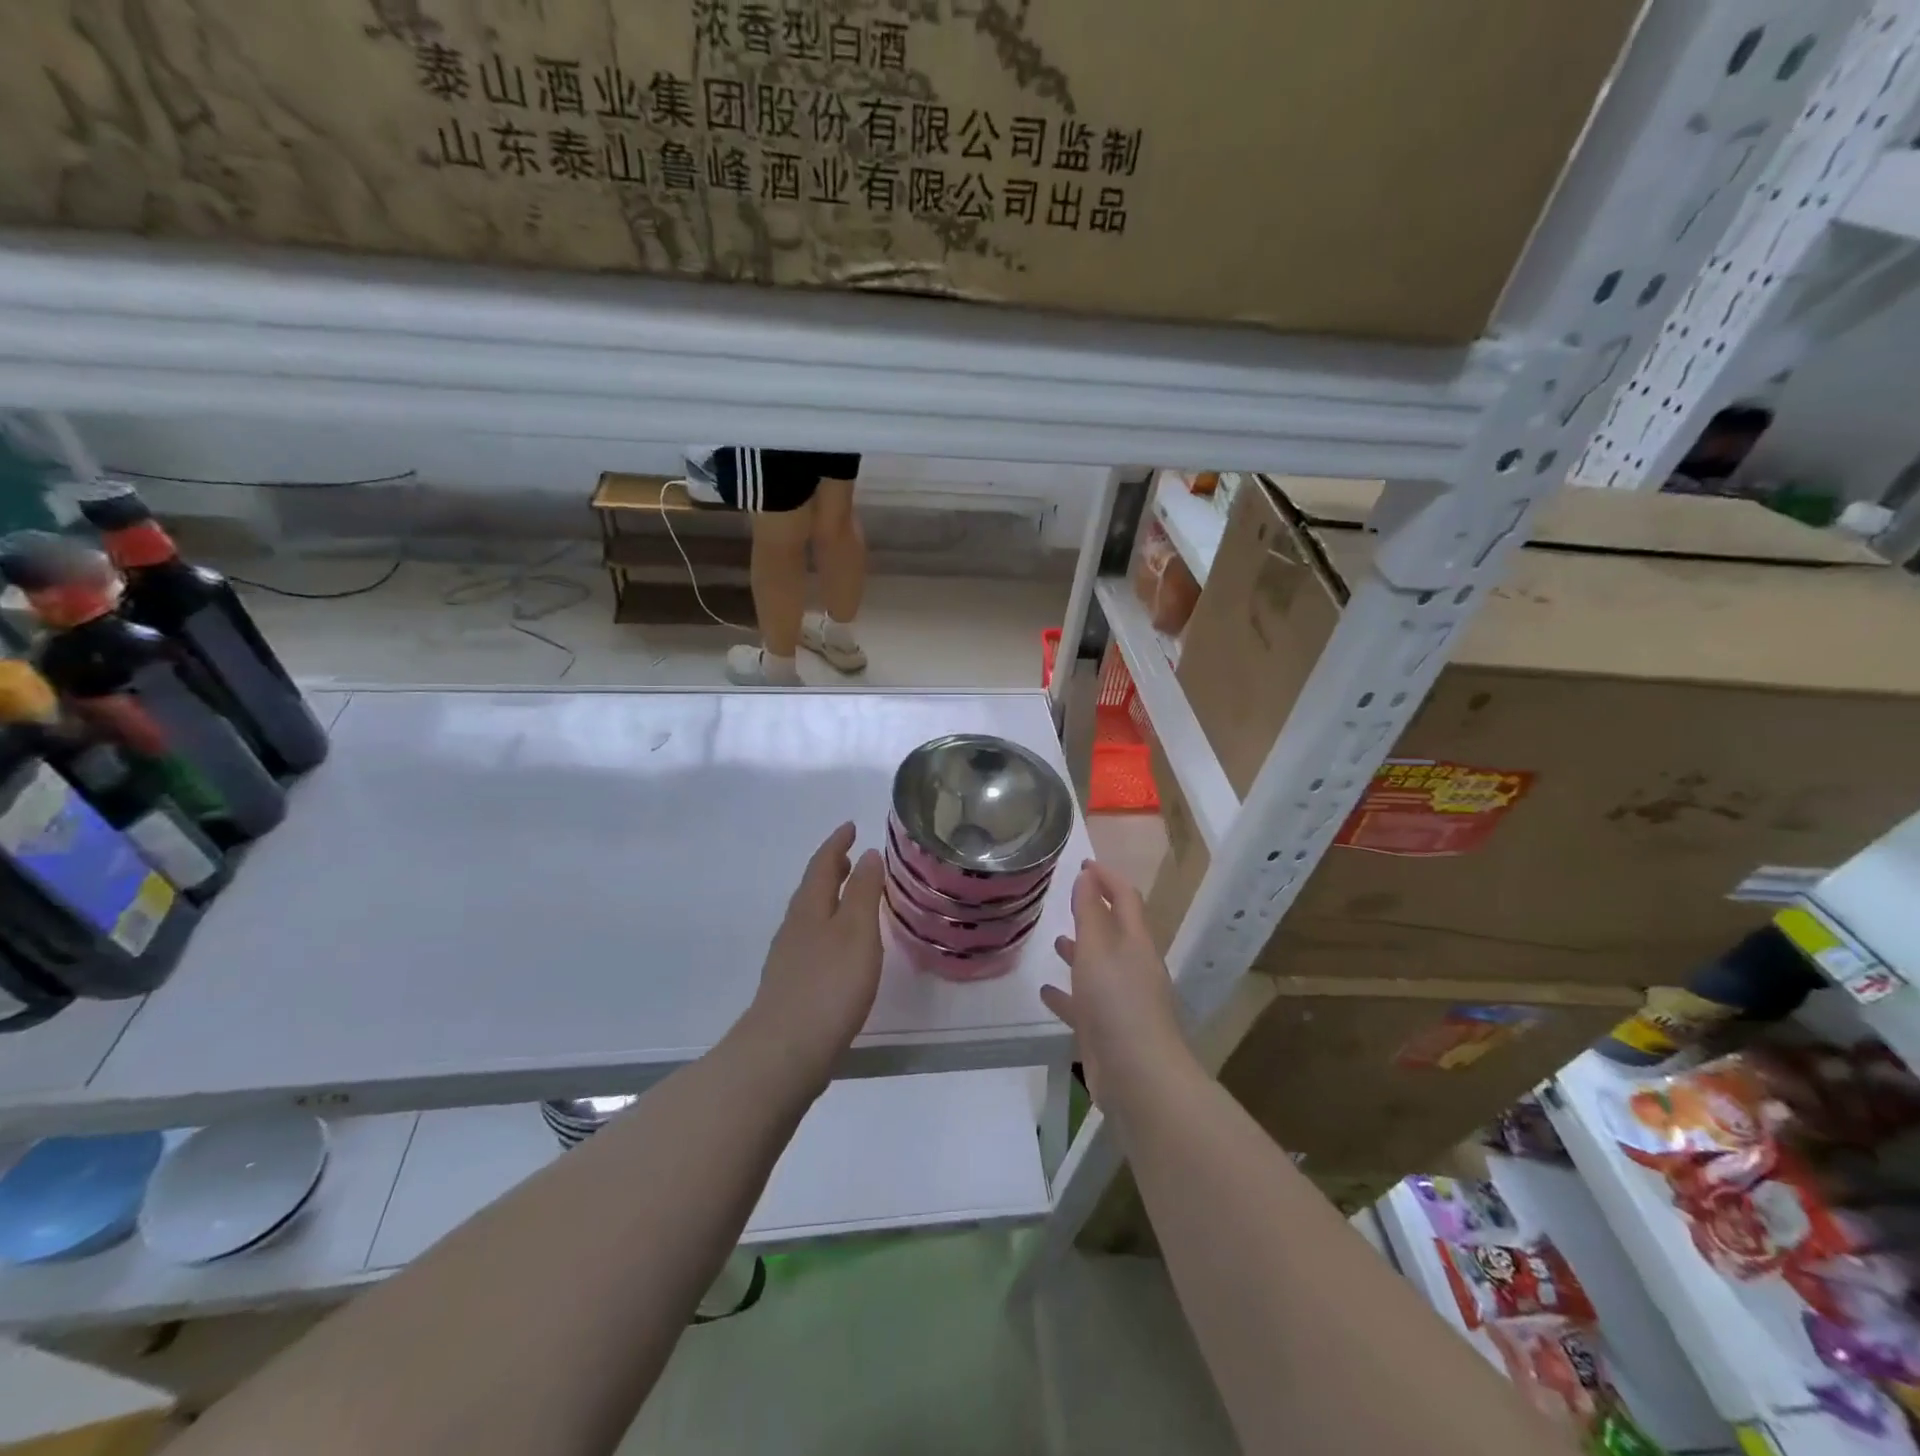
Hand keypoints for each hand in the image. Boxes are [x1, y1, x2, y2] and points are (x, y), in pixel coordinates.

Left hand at [739, 822, 884, 1086]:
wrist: (784, 1053)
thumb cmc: (828, 986)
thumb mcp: (856, 932)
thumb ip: (862, 892)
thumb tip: (867, 853)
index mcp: (810, 908)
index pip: (822, 864)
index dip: (836, 843)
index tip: (850, 826)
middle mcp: (795, 928)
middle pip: (812, 888)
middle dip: (831, 869)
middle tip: (850, 856)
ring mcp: (789, 959)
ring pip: (811, 916)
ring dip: (829, 898)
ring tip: (850, 896)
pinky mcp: (792, 987)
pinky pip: (812, 941)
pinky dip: (828, 928)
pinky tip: (840, 948)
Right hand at [1040, 860, 1186, 1107]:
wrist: (1139, 1077)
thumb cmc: (1118, 1003)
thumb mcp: (1098, 949)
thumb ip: (1090, 912)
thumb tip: (1087, 876)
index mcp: (1135, 943)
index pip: (1126, 898)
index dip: (1108, 877)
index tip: (1084, 863)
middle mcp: (1132, 968)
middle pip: (1115, 931)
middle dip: (1095, 912)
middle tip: (1069, 898)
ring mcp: (1122, 1001)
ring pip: (1099, 967)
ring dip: (1081, 951)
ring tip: (1056, 940)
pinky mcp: (1108, 1031)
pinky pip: (1084, 1004)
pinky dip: (1068, 994)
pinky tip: (1047, 992)